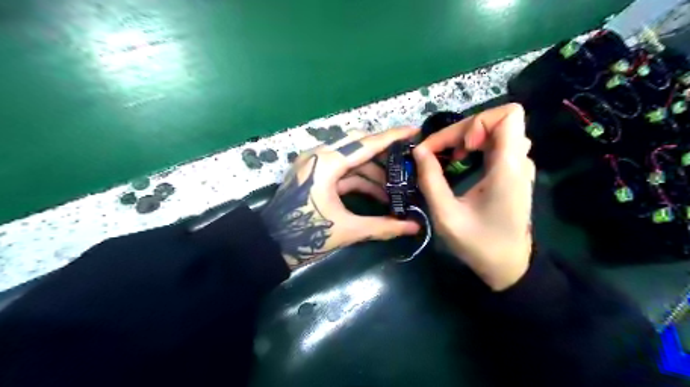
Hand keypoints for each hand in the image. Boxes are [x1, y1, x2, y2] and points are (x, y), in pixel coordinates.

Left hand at [259, 128, 419, 268]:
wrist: (269, 245)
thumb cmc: (305, 235)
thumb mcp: (347, 230)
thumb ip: (383, 226)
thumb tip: (414, 228)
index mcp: (327, 163)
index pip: (366, 143)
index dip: (392, 137)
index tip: (414, 131)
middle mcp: (320, 155)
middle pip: (358, 144)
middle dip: (384, 154)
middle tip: (408, 161)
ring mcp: (314, 164)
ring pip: (351, 158)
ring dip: (373, 171)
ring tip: (396, 187)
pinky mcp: (313, 174)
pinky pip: (342, 170)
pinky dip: (360, 180)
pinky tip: (377, 193)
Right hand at [412, 103, 535, 289]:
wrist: (508, 265)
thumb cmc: (478, 243)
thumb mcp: (446, 215)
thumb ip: (430, 180)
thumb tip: (419, 150)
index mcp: (509, 167)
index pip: (509, 114)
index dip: (478, 121)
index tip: (460, 147)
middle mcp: (519, 160)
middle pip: (495, 120)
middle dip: (461, 131)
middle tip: (438, 152)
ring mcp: (518, 166)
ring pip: (494, 130)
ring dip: (467, 138)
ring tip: (450, 158)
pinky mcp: (513, 172)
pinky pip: (495, 144)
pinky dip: (474, 147)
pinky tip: (460, 163)